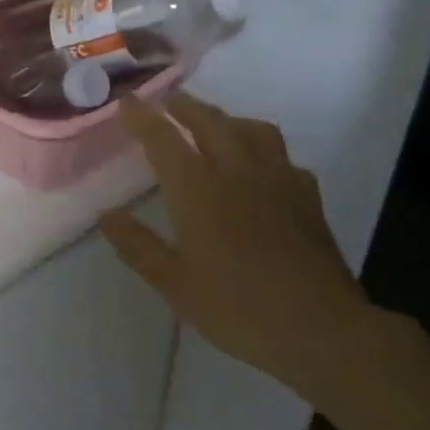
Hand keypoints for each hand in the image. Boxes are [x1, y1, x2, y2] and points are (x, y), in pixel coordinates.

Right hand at [100, 93, 370, 401]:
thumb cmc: (238, 307)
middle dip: (184, 106)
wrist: (321, 329)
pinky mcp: (308, 197)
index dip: (142, 116)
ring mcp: (278, 180)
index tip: (126, 100)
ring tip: (215, 124)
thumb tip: (108, 215)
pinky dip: (264, 151)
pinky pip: (283, 157)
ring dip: (227, 118)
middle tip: (167, 101)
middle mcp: (237, 171)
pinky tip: (262, 168)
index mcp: (198, 188)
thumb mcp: (174, 284)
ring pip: (252, 129)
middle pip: (209, 121)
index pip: (163, 138)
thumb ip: (138, 246)